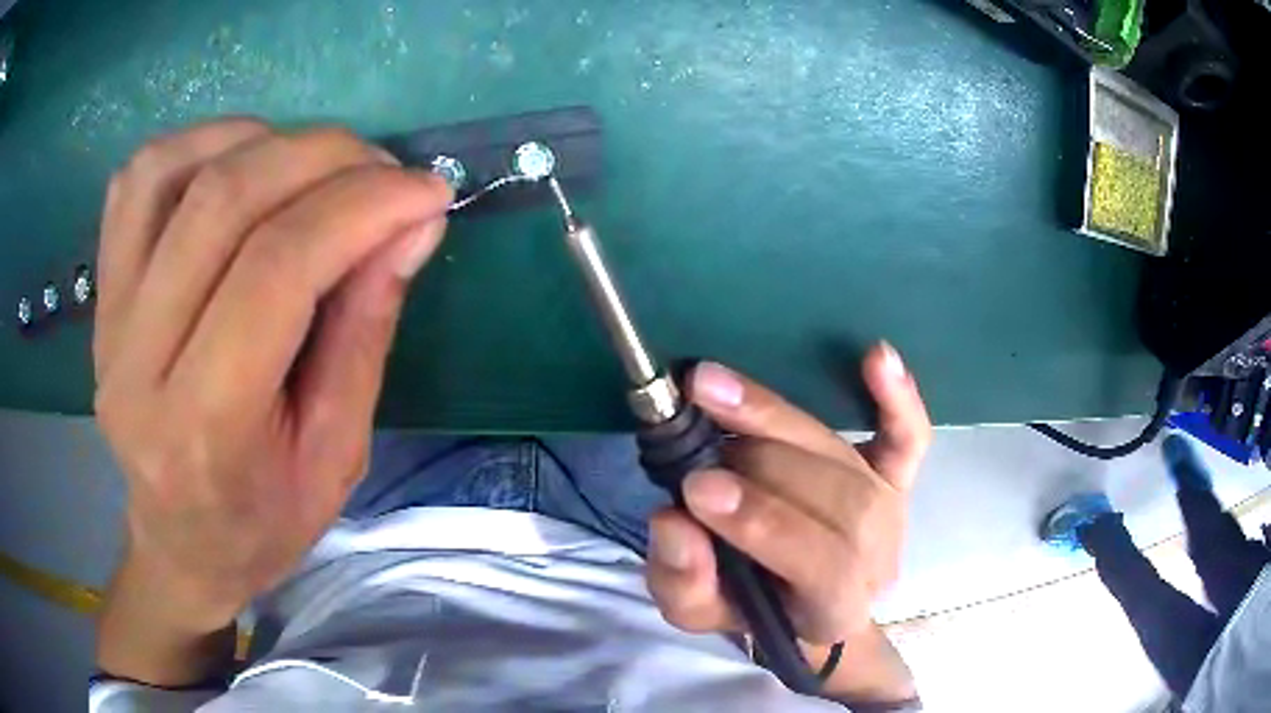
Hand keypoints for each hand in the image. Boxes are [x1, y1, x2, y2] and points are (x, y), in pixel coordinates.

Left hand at [95, 119, 451, 683]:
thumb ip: (366, 330)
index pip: (275, 271)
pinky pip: (136, 179)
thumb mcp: (338, 454)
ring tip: (314, 165)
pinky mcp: (100, 292)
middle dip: (322, 158)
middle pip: (222, 203)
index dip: (360, 208)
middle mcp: (137, 363)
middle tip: (383, 169)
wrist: (180, 544)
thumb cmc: (263, 521)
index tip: (425, 192)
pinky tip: (243, 162)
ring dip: (261, 140)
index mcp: (204, 428)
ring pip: (171, 170)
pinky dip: (200, 144)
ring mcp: (107, 319)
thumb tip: (413, 223)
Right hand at [646, 344, 930, 699]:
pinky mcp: (896, 475)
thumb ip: (684, 583)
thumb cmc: (748, 607)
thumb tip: (676, 522)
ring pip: (849, 460)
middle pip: (842, 502)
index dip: (763, 524)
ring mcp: (892, 511)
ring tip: (716, 392)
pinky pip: (909, 436)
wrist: (798, 597)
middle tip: (694, 437)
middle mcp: (877, 558)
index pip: (823, 567)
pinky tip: (877, 356)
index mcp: (835, 609)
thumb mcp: (698, 612)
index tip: (697, 489)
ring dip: (779, 422)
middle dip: (763, 466)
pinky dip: (898, 397)